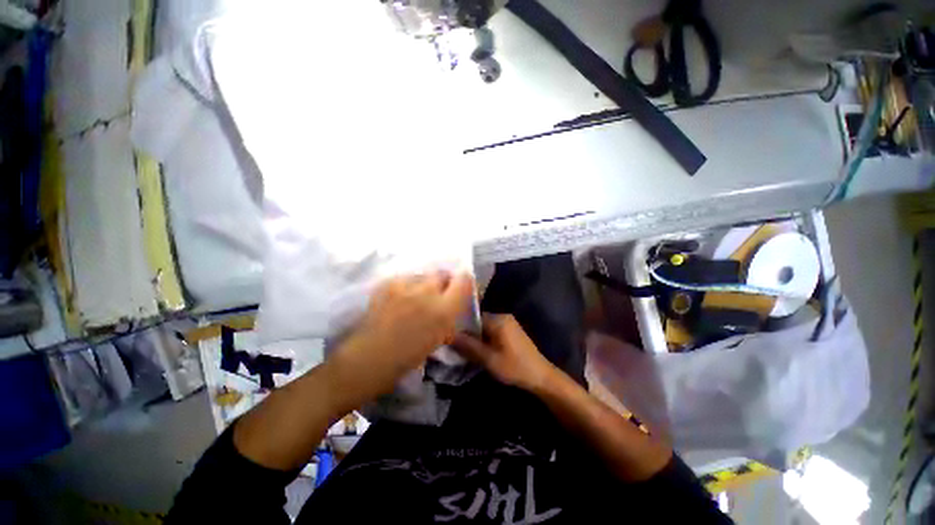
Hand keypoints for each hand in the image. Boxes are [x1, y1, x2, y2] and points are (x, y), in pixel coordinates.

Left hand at [329, 271, 474, 405]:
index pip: (464, 279)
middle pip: (442, 273)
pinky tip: (400, 300)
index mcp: (443, 311)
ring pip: (423, 275)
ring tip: (415, 299)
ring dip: (425, 285)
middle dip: (444, 283)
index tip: (463, 290)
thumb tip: (453, 308)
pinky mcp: (387, 283)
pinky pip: (405, 279)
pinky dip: (407, 287)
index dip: (466, 282)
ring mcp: (404, 285)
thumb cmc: (406, 359)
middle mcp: (427, 292)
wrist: (367, 360)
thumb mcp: (438, 340)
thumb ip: (449, 319)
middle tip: (438, 296)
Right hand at [453, 314, 555, 391]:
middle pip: (479, 321)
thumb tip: (450, 336)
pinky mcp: (511, 331)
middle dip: (469, 334)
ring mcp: (509, 323)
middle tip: (458, 347)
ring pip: (485, 327)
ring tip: (467, 350)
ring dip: (477, 338)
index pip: (473, 317)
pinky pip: (492, 331)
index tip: (451, 338)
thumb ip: (469, 347)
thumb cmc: (514, 367)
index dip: (461, 328)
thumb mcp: (489, 359)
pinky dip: (485, 339)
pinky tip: (481, 350)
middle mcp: (503, 317)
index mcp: (498, 320)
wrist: (541, 377)